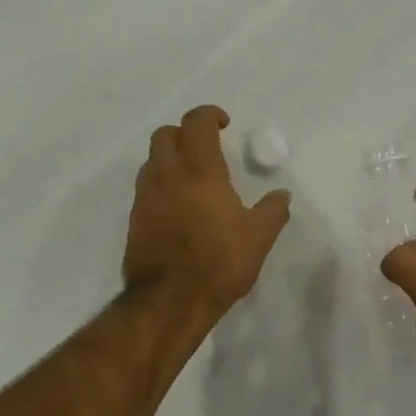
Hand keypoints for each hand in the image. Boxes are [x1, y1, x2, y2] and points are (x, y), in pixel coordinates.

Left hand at [124, 106, 291, 320]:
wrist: (170, 300)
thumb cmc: (218, 262)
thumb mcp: (258, 237)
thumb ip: (272, 211)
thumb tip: (281, 195)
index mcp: (199, 170)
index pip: (196, 123)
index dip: (209, 115)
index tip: (224, 124)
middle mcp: (166, 175)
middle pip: (165, 134)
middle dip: (185, 133)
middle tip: (206, 147)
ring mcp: (145, 197)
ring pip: (151, 160)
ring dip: (170, 157)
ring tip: (192, 176)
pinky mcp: (134, 219)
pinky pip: (145, 187)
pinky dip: (160, 183)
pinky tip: (177, 205)